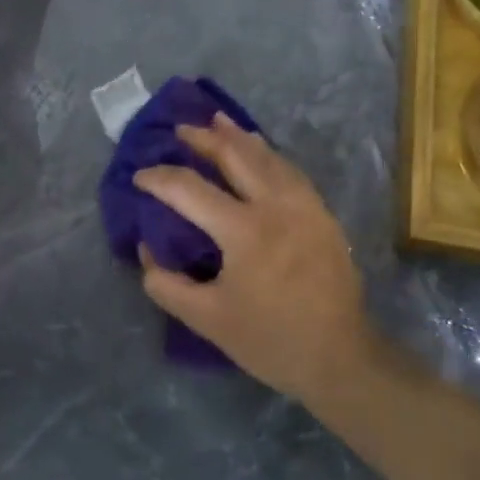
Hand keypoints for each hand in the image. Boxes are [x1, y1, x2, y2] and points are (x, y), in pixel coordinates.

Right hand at [133, 114, 376, 403]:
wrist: (340, 357)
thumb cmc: (270, 340)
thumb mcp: (207, 320)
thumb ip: (167, 284)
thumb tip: (147, 249)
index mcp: (244, 231)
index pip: (190, 189)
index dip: (159, 178)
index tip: (139, 177)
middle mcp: (276, 206)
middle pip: (235, 156)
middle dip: (204, 139)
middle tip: (180, 129)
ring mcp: (306, 206)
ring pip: (269, 157)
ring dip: (239, 137)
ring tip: (217, 121)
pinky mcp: (323, 215)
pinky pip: (291, 171)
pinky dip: (268, 155)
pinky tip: (260, 151)